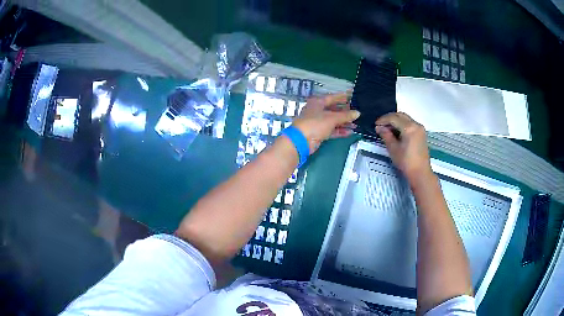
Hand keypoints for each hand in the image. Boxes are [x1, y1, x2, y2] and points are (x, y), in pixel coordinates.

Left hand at [292, 93, 359, 153]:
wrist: (301, 141)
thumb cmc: (314, 124)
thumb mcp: (332, 118)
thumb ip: (345, 116)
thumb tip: (357, 113)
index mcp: (317, 102)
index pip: (332, 97)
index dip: (342, 97)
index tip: (352, 96)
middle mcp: (317, 111)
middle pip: (333, 109)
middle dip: (345, 112)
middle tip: (357, 112)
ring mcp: (318, 122)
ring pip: (333, 121)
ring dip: (344, 123)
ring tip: (356, 124)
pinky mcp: (319, 133)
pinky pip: (332, 130)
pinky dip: (340, 131)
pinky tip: (350, 132)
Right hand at [375, 112, 432, 182]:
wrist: (420, 173)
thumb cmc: (406, 162)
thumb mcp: (393, 149)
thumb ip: (386, 135)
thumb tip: (379, 127)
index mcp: (409, 128)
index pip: (393, 118)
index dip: (383, 119)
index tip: (376, 124)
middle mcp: (416, 124)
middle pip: (400, 115)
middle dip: (389, 118)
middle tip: (381, 125)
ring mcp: (420, 128)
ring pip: (406, 118)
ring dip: (396, 120)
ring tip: (387, 129)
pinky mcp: (421, 133)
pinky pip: (410, 123)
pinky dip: (402, 124)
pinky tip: (396, 132)